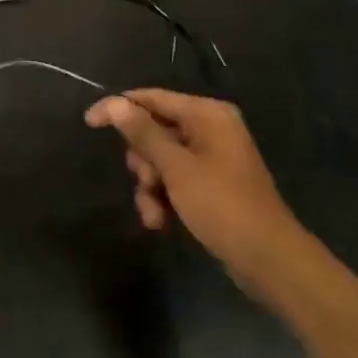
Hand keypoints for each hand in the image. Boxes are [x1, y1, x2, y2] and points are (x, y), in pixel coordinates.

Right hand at [85, 90, 301, 299]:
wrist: (269, 259)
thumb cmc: (222, 205)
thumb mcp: (177, 168)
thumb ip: (144, 134)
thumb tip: (115, 103)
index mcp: (207, 114)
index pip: (152, 98)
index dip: (119, 108)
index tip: (88, 122)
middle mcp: (210, 128)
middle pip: (154, 131)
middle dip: (143, 162)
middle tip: (146, 183)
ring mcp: (212, 157)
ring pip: (161, 160)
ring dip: (151, 187)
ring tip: (155, 215)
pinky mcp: (212, 184)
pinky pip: (176, 180)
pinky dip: (165, 198)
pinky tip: (162, 223)